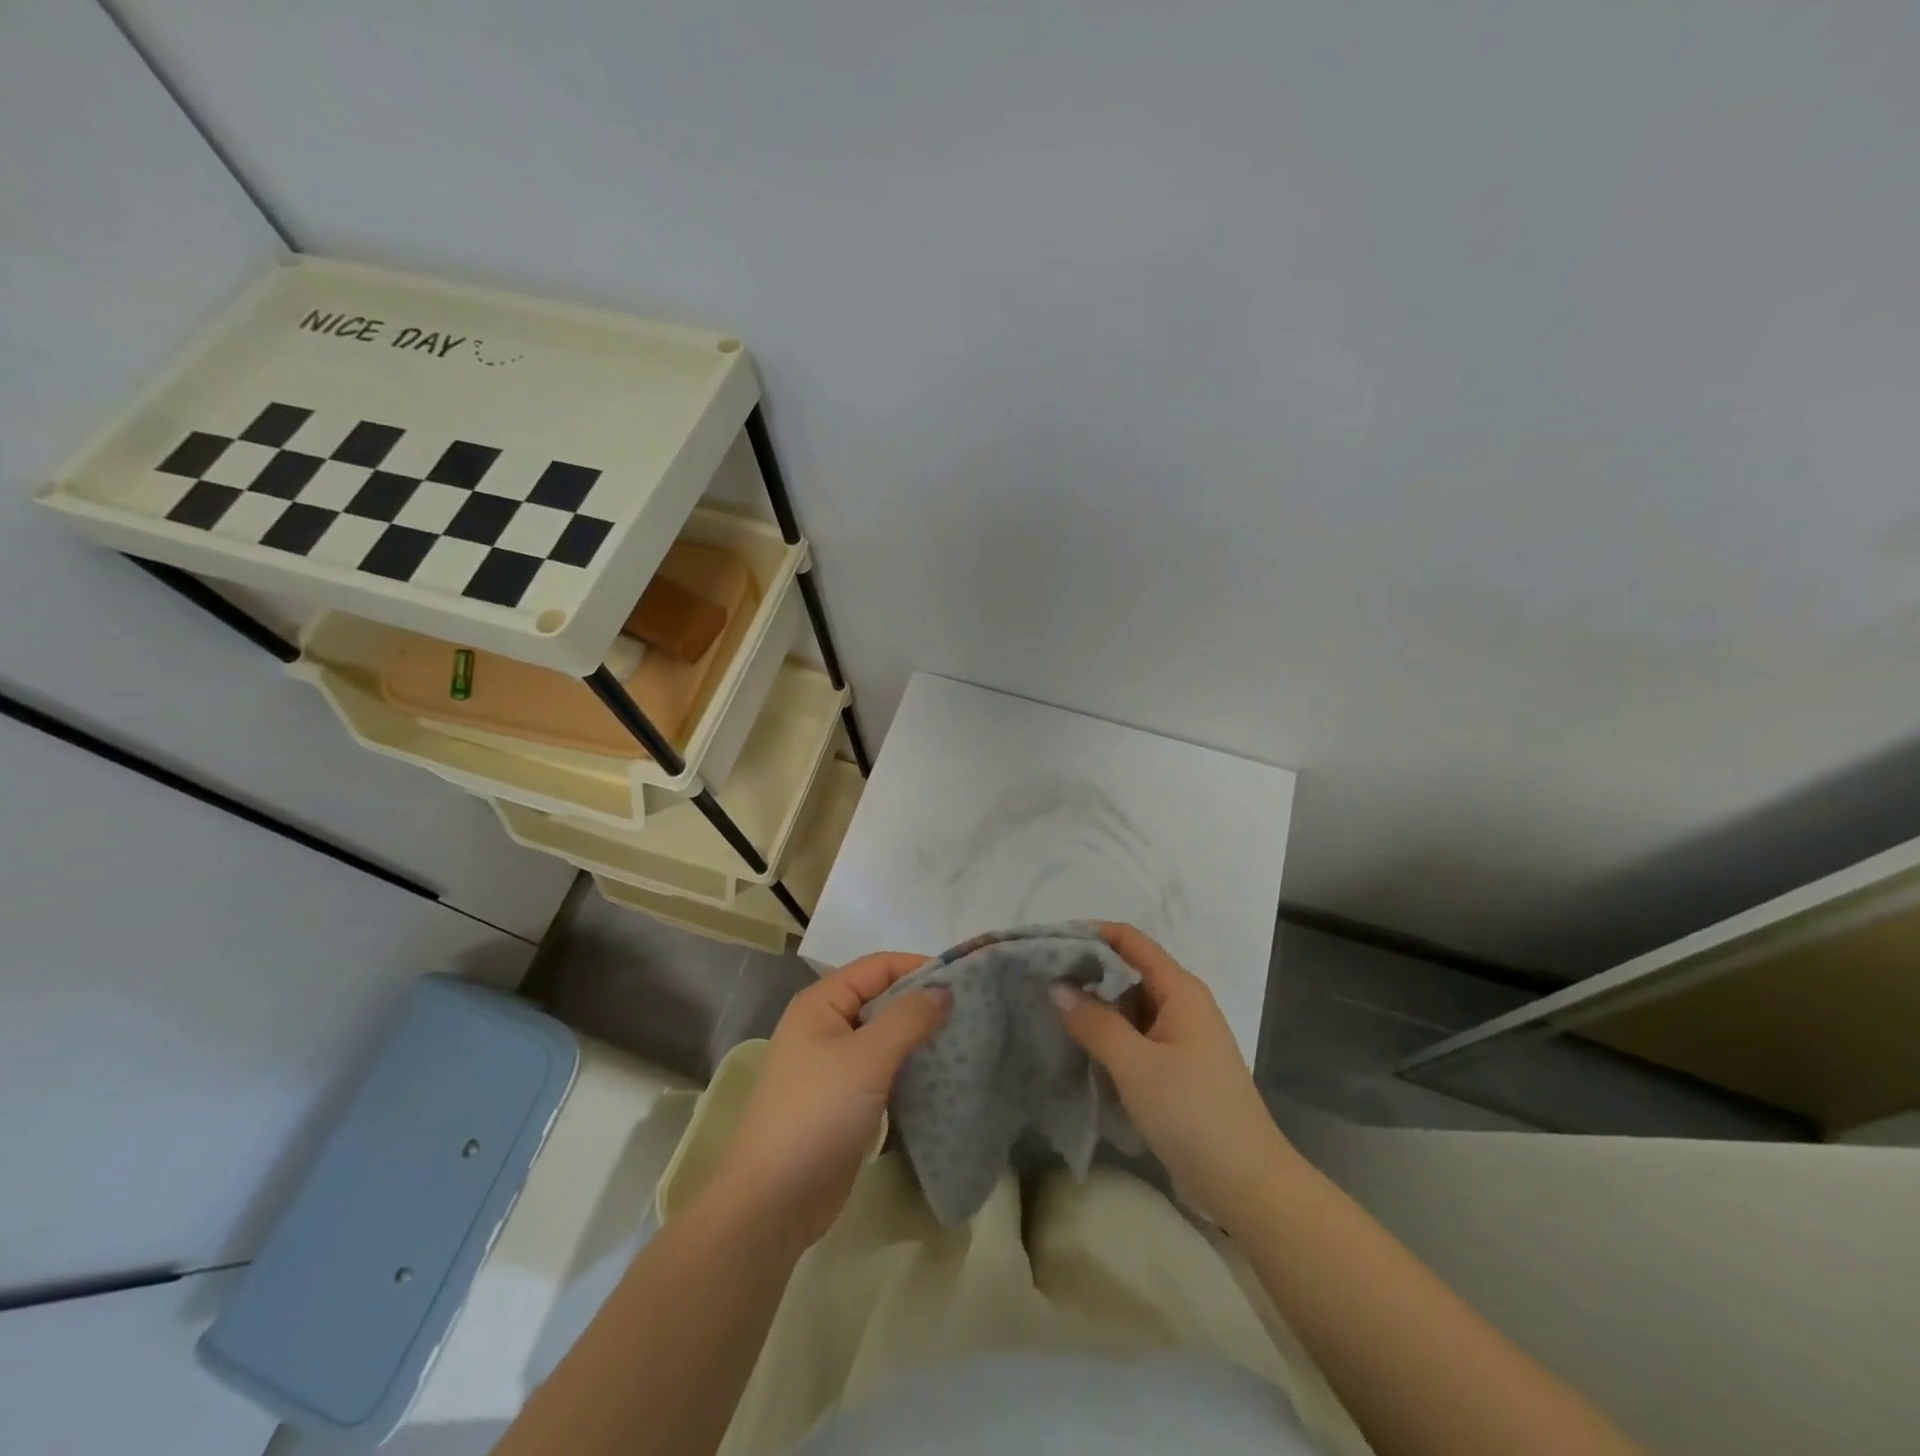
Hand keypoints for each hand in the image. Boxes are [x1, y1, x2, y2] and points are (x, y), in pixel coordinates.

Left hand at [709, 952, 949, 1246]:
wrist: (773, 1201)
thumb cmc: (817, 1113)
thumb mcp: (867, 1057)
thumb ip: (908, 1018)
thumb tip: (943, 990)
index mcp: (822, 1003)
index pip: (878, 966)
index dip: (919, 967)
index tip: (964, 980)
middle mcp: (825, 1025)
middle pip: (881, 998)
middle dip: (922, 1002)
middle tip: (970, 1012)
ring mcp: (832, 1065)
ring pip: (884, 1036)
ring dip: (918, 1036)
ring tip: (962, 1040)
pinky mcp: (842, 1099)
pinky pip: (882, 1069)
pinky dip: (908, 1067)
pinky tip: (939, 1075)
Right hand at [1055, 923, 1291, 1223]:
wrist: (1248, 1186)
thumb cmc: (1193, 1114)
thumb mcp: (1136, 1065)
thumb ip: (1094, 1023)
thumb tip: (1057, 987)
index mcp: (1180, 990)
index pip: (1131, 940)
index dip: (1091, 933)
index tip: (1049, 941)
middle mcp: (1182, 1005)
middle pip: (1129, 970)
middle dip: (1087, 971)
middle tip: (1040, 978)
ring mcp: (1180, 1038)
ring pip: (1130, 1007)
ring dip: (1095, 1006)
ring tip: (1049, 1008)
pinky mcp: (1176, 1069)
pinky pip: (1135, 1037)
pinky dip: (1108, 1036)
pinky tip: (1078, 1046)